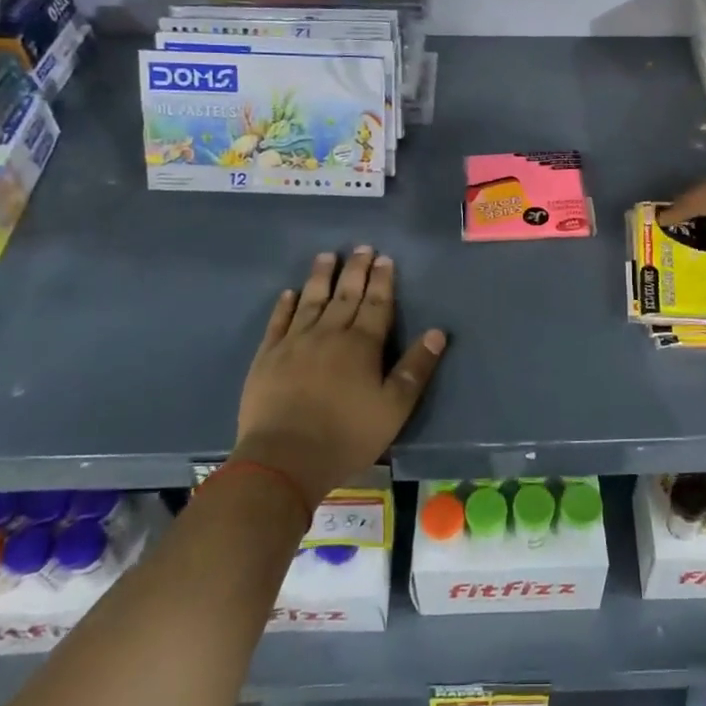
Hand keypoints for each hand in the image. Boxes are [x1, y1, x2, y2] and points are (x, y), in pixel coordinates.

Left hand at [233, 248, 446, 505]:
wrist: (283, 458)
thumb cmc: (347, 435)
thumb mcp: (394, 408)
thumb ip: (416, 368)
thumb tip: (437, 332)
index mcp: (362, 345)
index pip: (376, 304)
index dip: (382, 281)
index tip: (384, 259)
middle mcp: (329, 334)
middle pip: (345, 295)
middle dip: (355, 270)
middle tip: (361, 247)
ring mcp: (294, 343)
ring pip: (311, 301)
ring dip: (320, 277)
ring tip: (327, 256)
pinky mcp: (267, 357)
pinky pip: (278, 323)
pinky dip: (284, 306)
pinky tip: (289, 294)